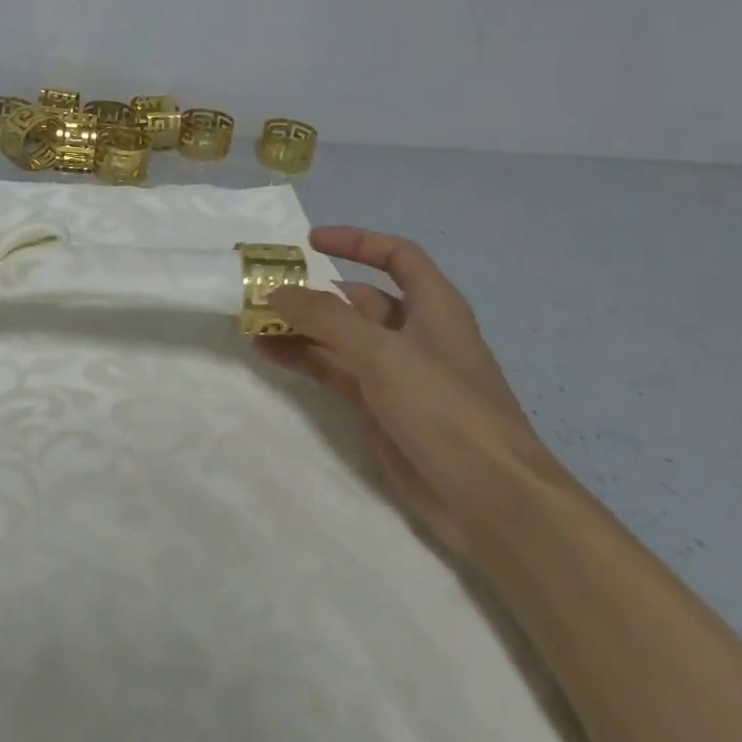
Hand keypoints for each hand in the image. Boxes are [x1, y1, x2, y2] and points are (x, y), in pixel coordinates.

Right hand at [259, 227, 564, 555]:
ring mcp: (395, 374)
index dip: (358, 242)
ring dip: (300, 328)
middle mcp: (414, 334)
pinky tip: (268, 355)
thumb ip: (326, 318)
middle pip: (359, 299)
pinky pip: (333, 371)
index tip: (311, 242)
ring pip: (340, 338)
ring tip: (254, 323)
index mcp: (433, 307)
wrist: (488, 499)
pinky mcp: (379, 408)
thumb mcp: (382, 353)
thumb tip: (276, 291)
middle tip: (263, 290)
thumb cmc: (445, 409)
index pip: (397, 256)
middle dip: (314, 292)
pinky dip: (303, 360)